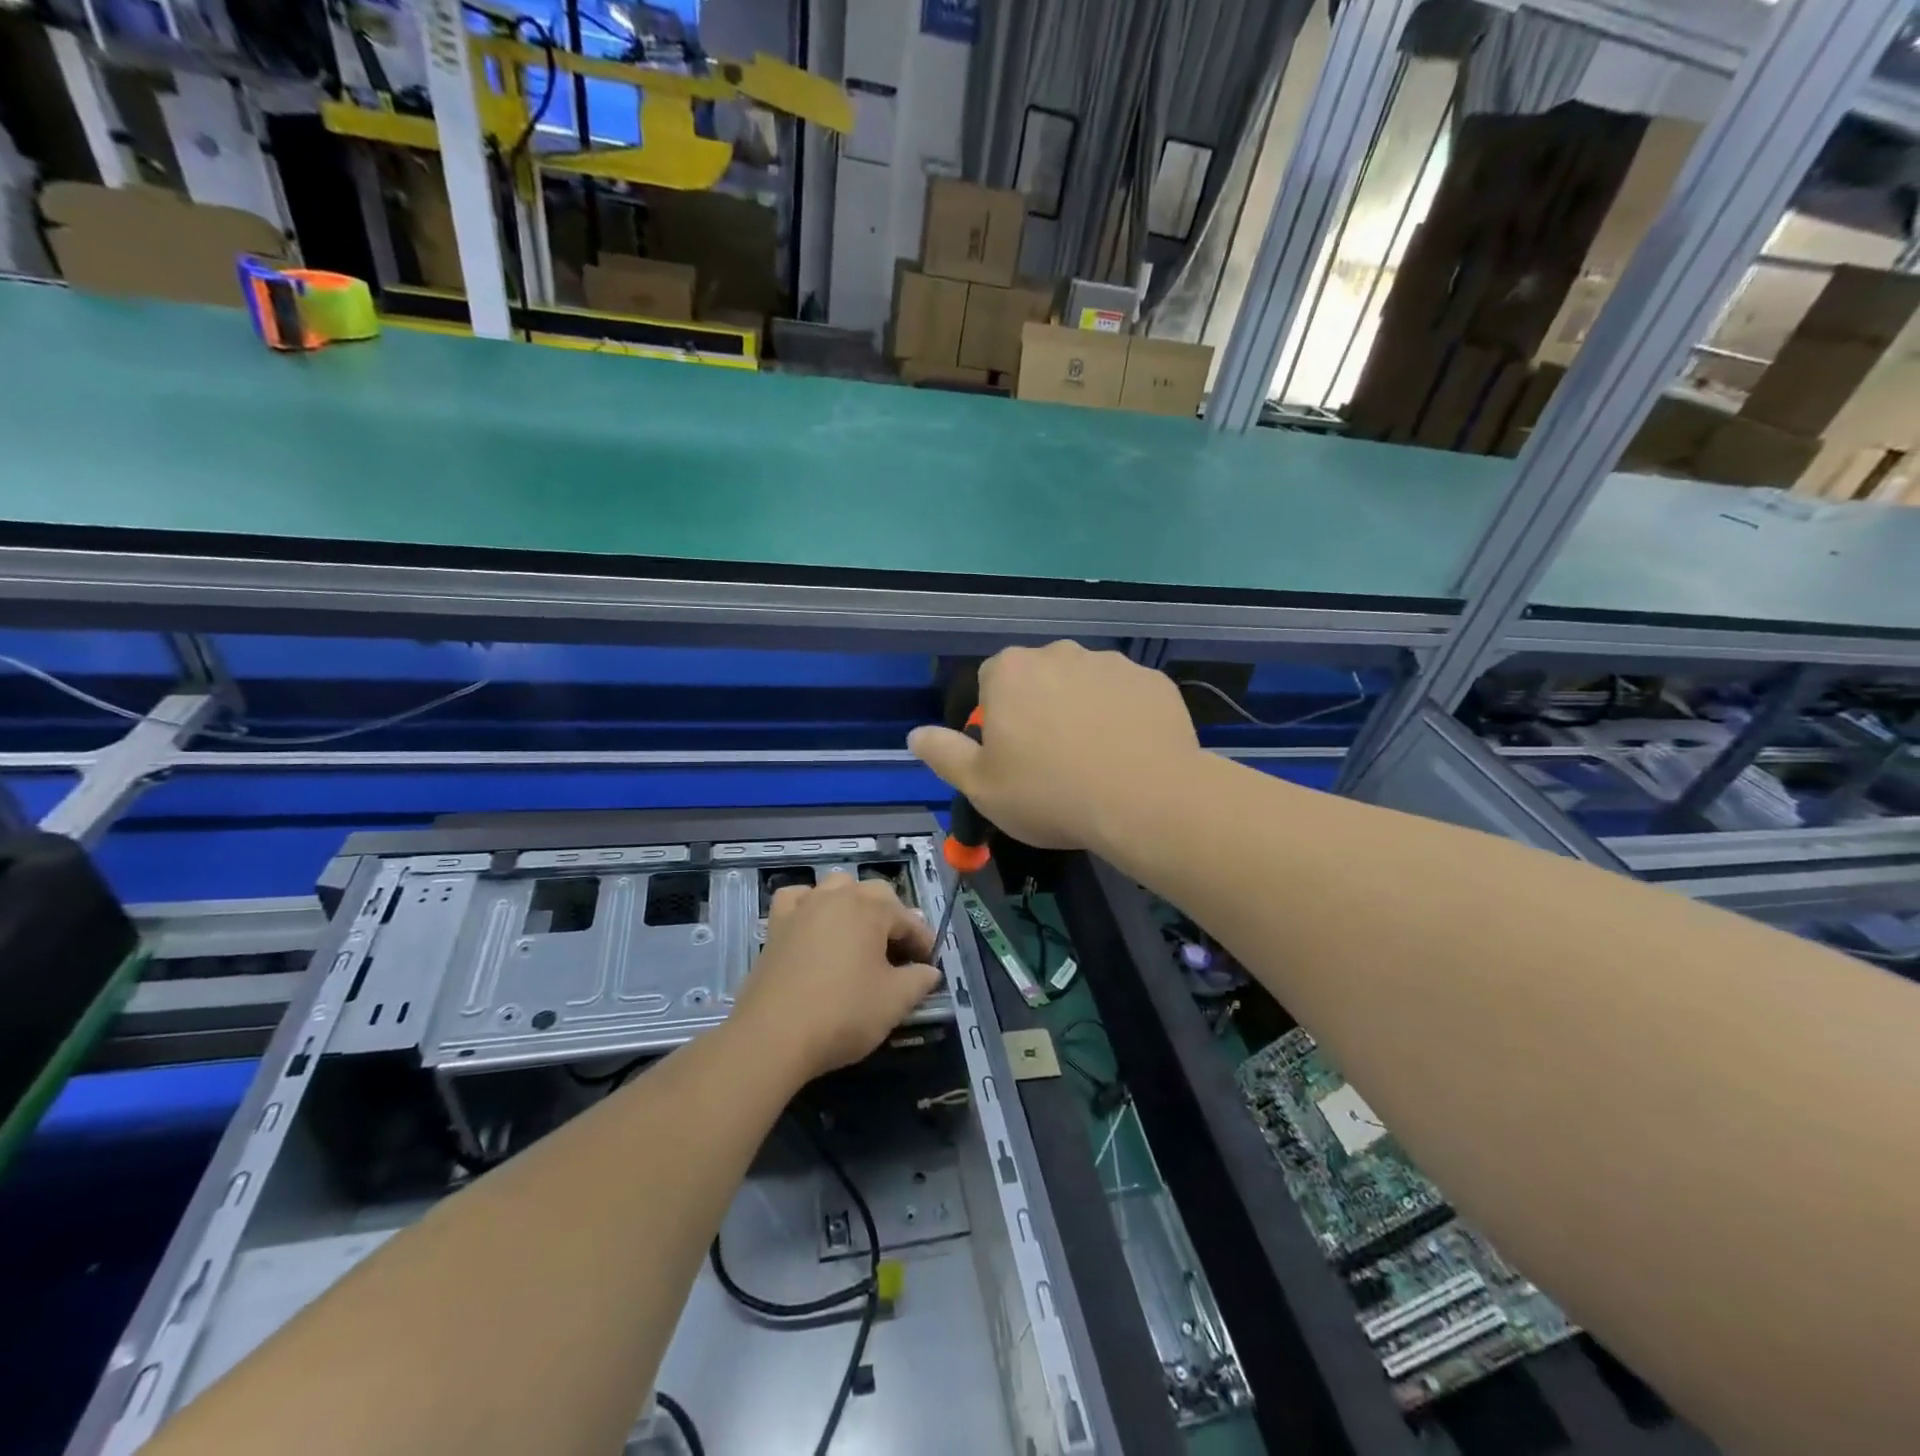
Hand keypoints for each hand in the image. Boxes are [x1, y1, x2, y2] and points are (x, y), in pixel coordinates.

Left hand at [730, 871, 940, 1081]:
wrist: (773, 1036)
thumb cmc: (842, 1013)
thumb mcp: (894, 1001)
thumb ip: (919, 981)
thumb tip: (930, 971)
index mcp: (870, 909)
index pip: (907, 918)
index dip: (923, 941)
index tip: (929, 965)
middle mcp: (837, 897)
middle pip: (873, 894)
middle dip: (891, 917)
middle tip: (898, 953)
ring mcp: (803, 908)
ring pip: (835, 888)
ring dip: (853, 904)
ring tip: (860, 935)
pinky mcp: (776, 926)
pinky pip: (796, 899)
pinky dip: (809, 904)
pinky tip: (814, 924)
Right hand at [908, 641, 1199, 851]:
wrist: (1145, 801)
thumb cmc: (1050, 794)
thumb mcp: (981, 787)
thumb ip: (944, 754)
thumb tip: (915, 734)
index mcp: (1011, 672)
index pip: (990, 683)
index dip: (995, 720)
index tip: (1009, 757)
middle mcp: (1059, 653)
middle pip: (1038, 679)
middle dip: (1038, 709)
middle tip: (1050, 761)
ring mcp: (1111, 663)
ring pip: (1083, 685)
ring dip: (1081, 710)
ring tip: (1094, 760)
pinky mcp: (1151, 680)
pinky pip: (1125, 696)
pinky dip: (1122, 717)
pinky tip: (1129, 753)